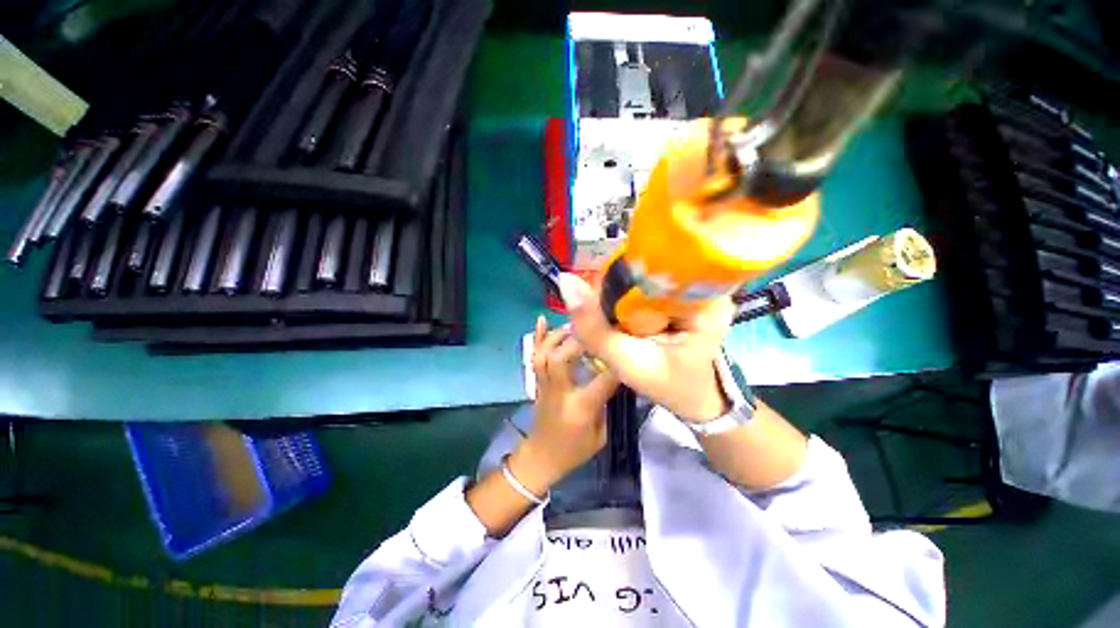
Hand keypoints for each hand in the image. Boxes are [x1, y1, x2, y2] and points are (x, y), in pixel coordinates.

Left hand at [508, 316, 619, 494]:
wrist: (541, 457)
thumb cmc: (575, 450)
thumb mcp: (602, 433)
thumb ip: (610, 403)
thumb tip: (620, 375)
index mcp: (580, 407)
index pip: (602, 380)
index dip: (617, 362)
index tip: (628, 344)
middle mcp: (559, 391)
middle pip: (562, 359)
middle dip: (579, 340)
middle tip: (597, 328)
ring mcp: (544, 384)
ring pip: (545, 354)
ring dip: (559, 335)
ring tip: (576, 325)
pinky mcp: (537, 381)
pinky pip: (534, 356)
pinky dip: (537, 337)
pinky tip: (541, 319)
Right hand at [558, 273, 733, 422]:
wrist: (696, 400)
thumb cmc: (670, 387)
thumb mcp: (628, 363)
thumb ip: (595, 329)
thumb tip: (565, 280)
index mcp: (706, 301)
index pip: (655, 267)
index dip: (618, 279)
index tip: (599, 301)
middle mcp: (706, 286)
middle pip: (649, 268)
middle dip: (618, 290)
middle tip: (606, 317)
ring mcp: (698, 288)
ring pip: (646, 275)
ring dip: (621, 295)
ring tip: (614, 319)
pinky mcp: (686, 294)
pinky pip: (650, 285)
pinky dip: (630, 299)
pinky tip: (623, 316)